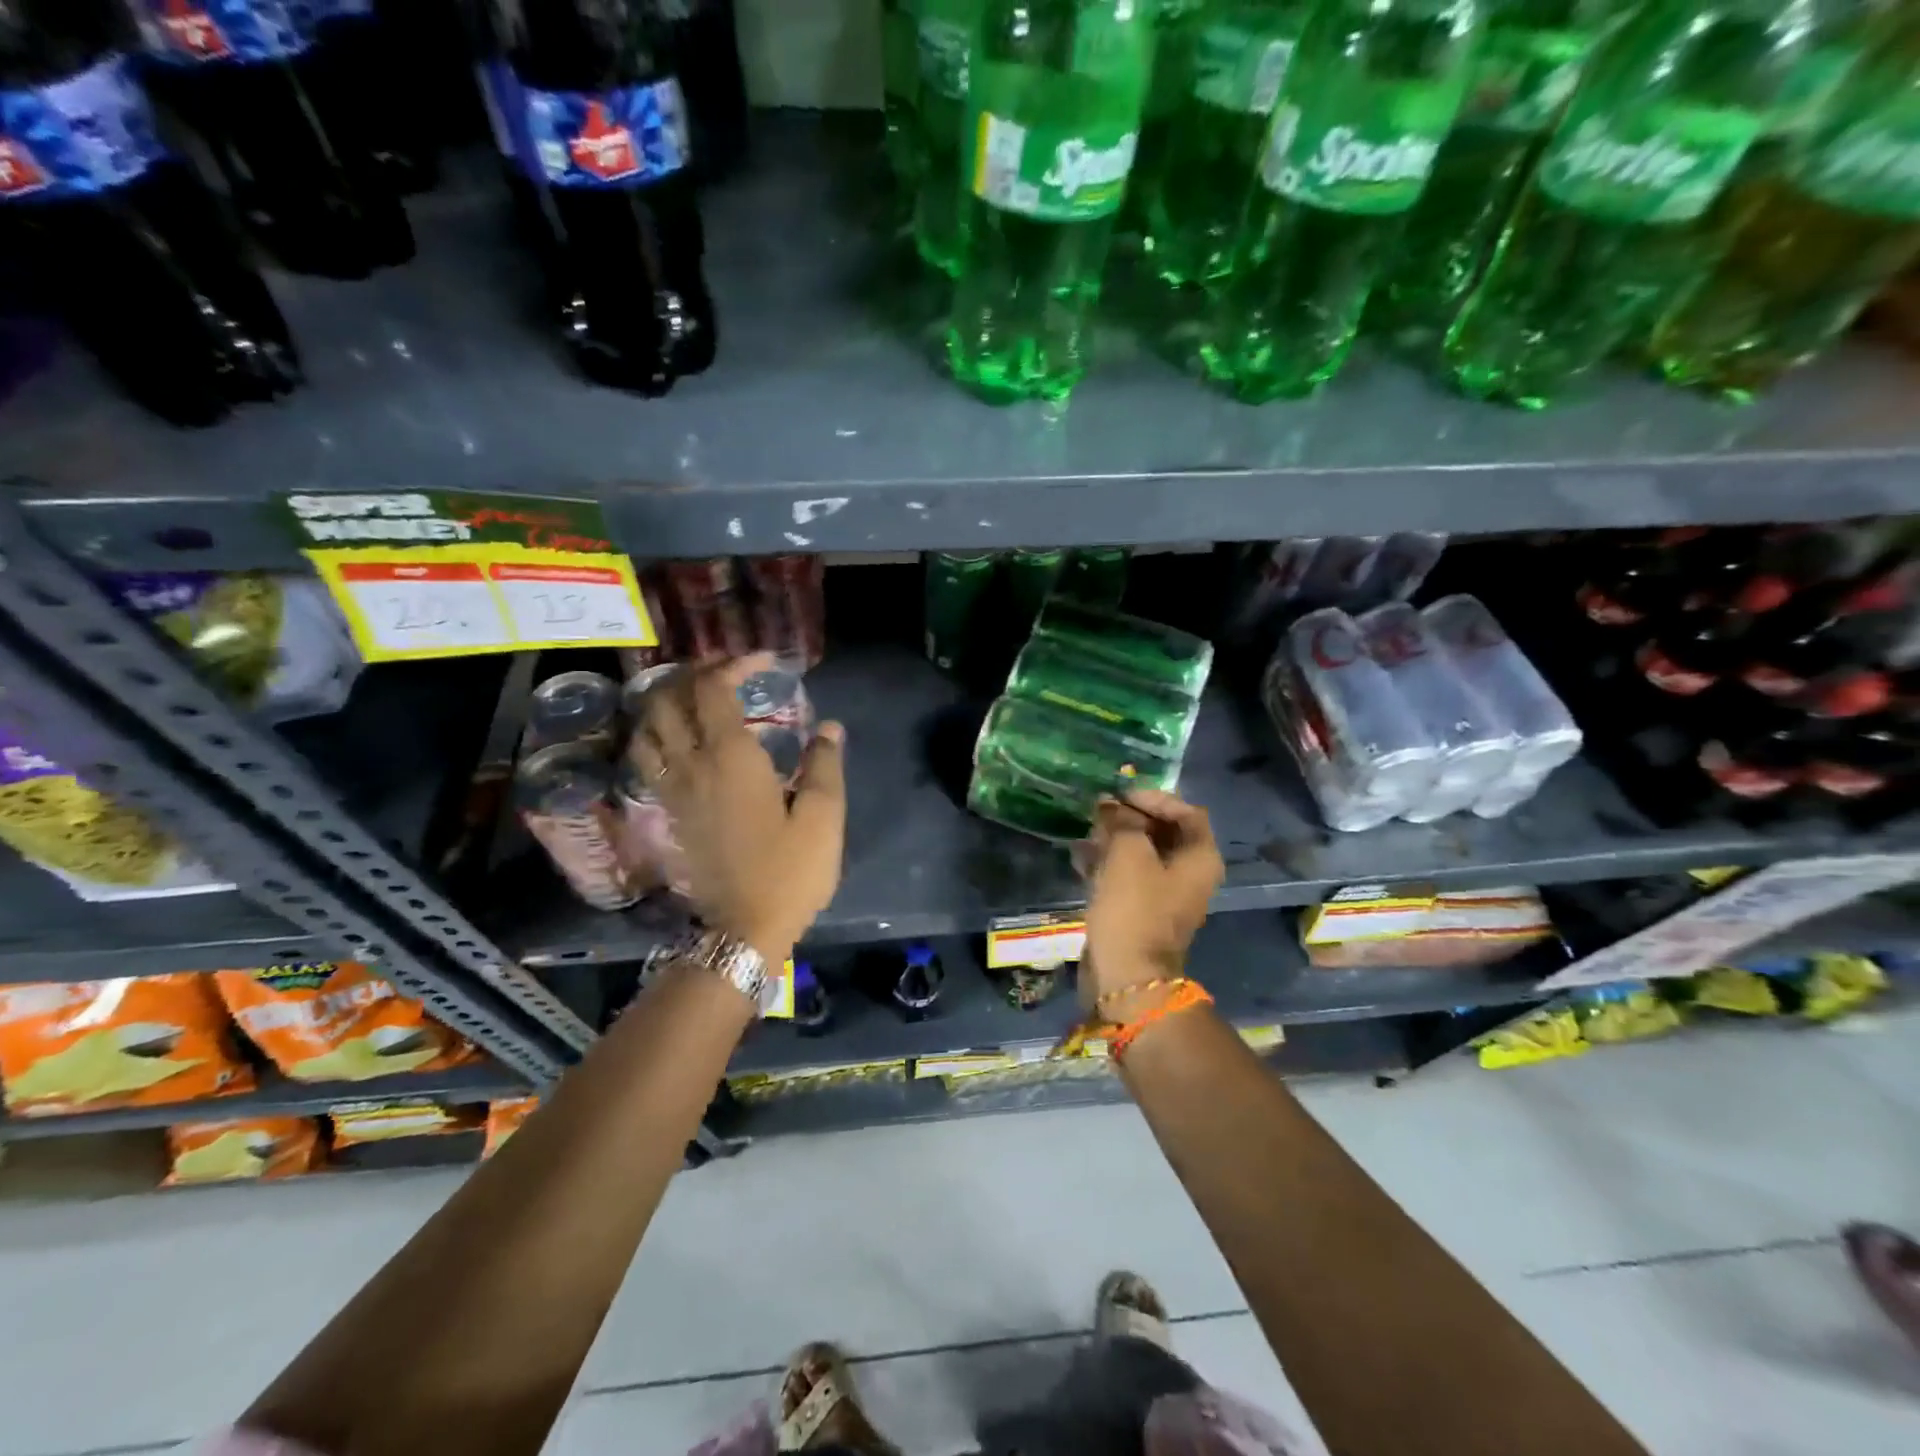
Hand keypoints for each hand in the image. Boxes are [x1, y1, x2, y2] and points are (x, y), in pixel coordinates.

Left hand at [629, 655, 846, 963]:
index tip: (762, 661)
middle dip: (694, 673)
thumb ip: (824, 765)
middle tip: (725, 669)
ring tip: (695, 694)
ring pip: (648, 727)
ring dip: (666, 699)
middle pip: (670, 700)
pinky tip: (679, 736)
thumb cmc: (790, 871)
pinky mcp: (668, 811)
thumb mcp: (823, 817)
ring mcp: (673, 789)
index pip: (714, 690)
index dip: (733, 665)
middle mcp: (691, 765)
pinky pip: (648, 756)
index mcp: (730, 759)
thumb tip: (828, 727)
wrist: (744, 928)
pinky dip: (657, 732)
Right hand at [1081, 789, 1223, 1004]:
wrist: (1127, 976)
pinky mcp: (1141, 910)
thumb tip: (1111, 805)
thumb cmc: (1134, 909)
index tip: (1120, 797)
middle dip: (1130, 818)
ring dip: (1114, 839)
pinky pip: (1127, 875)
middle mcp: (1189, 873)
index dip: (1154, 798)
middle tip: (1099, 812)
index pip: (1186, 811)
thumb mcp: (1128, 854)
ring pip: (1141, 853)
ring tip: (1086, 832)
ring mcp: (1165, 894)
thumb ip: (1122, 822)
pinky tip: (1080, 857)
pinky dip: (1107, 863)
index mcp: (1200, 857)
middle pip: (1163, 831)